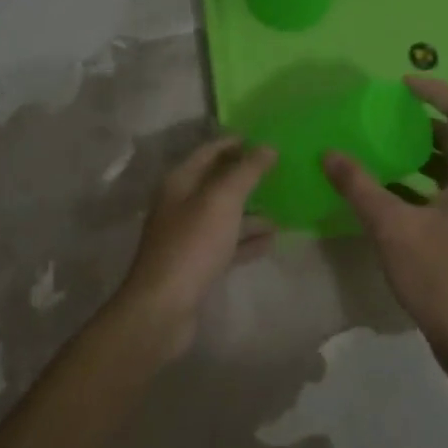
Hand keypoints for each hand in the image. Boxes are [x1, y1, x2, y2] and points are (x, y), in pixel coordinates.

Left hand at [115, 136, 276, 359]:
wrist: (163, 307)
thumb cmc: (193, 244)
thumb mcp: (222, 200)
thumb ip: (246, 172)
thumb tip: (267, 146)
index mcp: (180, 182)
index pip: (209, 151)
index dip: (235, 143)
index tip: (265, 139)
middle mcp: (181, 204)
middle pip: (217, 183)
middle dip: (247, 177)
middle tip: (281, 172)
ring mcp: (188, 235)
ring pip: (224, 215)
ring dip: (251, 211)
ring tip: (283, 209)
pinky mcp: (197, 264)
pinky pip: (227, 243)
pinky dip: (247, 239)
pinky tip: (272, 240)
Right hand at [323, 77, 447, 360]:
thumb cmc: (439, 278)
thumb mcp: (392, 228)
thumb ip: (359, 186)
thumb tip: (329, 153)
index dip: (434, 91)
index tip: (401, 85)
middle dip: (423, 122)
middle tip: (386, 116)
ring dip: (421, 152)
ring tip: (383, 147)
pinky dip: (422, 180)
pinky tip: (389, 191)